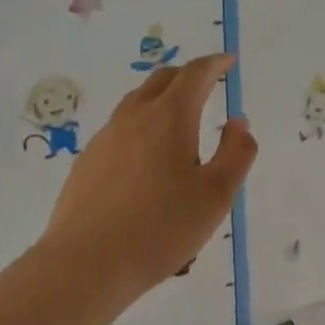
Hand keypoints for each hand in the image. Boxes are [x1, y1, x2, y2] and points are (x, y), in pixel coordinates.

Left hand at [42, 54, 257, 296]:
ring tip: (177, 119)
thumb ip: (236, 153)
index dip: (215, 64)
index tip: (228, 61)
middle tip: (206, 84)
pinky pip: (120, 130)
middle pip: (162, 80)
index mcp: (170, 117)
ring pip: (136, 103)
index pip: (195, 74)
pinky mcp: (87, 161)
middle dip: (187, 76)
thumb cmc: (161, 228)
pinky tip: (144, 158)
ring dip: (160, 99)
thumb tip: (237, 123)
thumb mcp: (216, 195)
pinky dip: (140, 127)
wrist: (87, 262)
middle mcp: (134, 117)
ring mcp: (105, 138)